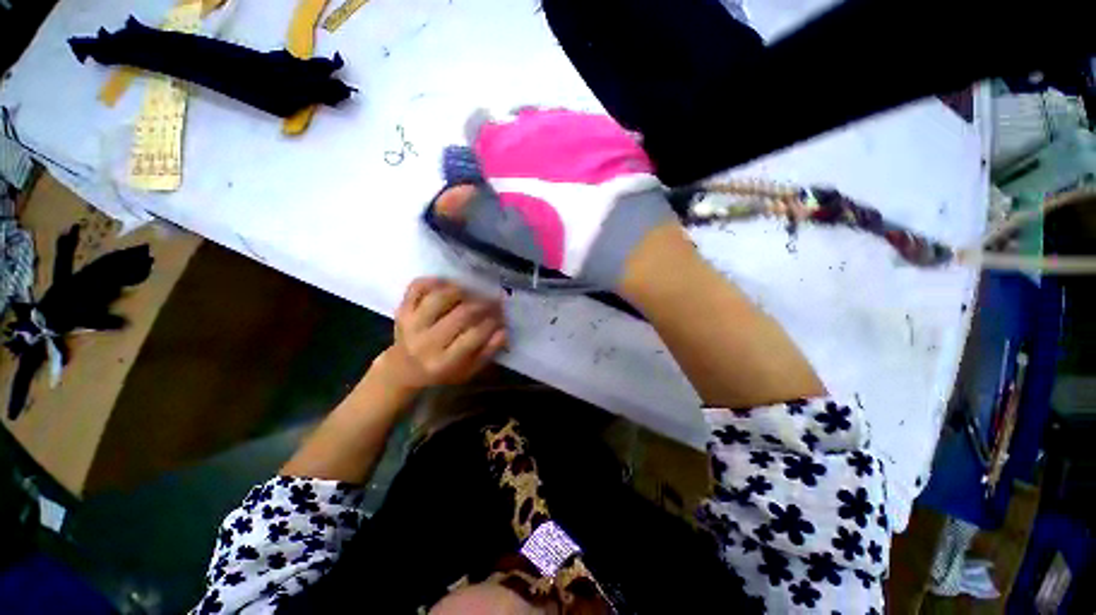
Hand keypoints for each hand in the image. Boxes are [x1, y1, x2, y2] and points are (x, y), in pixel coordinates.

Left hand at [376, 278, 506, 390]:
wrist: (404, 368)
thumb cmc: (442, 370)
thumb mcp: (468, 371)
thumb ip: (487, 352)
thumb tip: (503, 332)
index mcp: (443, 362)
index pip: (474, 336)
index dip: (492, 323)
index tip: (501, 317)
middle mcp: (426, 342)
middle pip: (460, 315)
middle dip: (482, 305)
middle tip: (494, 302)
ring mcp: (411, 324)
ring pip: (439, 298)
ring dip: (461, 291)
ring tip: (472, 293)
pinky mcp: (403, 310)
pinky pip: (417, 288)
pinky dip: (434, 281)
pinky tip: (448, 284)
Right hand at [432, 107, 677, 288]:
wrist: (626, 236)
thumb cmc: (561, 237)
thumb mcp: (511, 232)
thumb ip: (474, 213)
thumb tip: (444, 201)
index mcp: (509, 143)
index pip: (477, 125)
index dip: (481, 150)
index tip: (493, 174)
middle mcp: (541, 120)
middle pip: (516, 123)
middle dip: (515, 148)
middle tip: (529, 183)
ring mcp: (578, 121)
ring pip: (548, 125)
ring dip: (546, 147)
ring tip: (560, 181)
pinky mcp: (609, 131)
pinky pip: (581, 131)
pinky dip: (575, 148)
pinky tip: (587, 176)